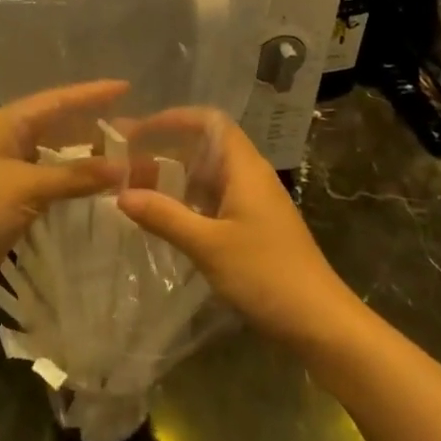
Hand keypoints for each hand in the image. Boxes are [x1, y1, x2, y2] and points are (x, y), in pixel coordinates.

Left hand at [0, 80, 127, 306]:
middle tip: (134, 130)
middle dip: (92, 129)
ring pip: (53, 158)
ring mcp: (4, 173)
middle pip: (56, 127)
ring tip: (125, 160)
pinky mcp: (6, 203)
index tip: (126, 87)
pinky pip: (47, 185)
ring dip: (84, 161)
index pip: (56, 100)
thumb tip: (123, 168)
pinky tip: (98, 191)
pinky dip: (71, 186)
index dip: (91, 94)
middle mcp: (4, 141)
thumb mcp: (27, 185)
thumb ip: (76, 175)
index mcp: (3, 123)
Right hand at [115, 111, 356, 346]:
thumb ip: (165, 216)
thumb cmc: (266, 274)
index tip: (138, 131)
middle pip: (204, 147)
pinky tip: (162, 217)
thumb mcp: (209, 246)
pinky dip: (186, 202)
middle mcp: (250, 177)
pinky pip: (213, 201)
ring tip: (132, 188)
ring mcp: (253, 203)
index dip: (173, 119)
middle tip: (123, 160)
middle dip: (164, 150)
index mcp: (245, 168)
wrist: (320, 322)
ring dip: (172, 178)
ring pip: (207, 177)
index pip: (209, 122)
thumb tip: (121, 194)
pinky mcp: (252, 227)